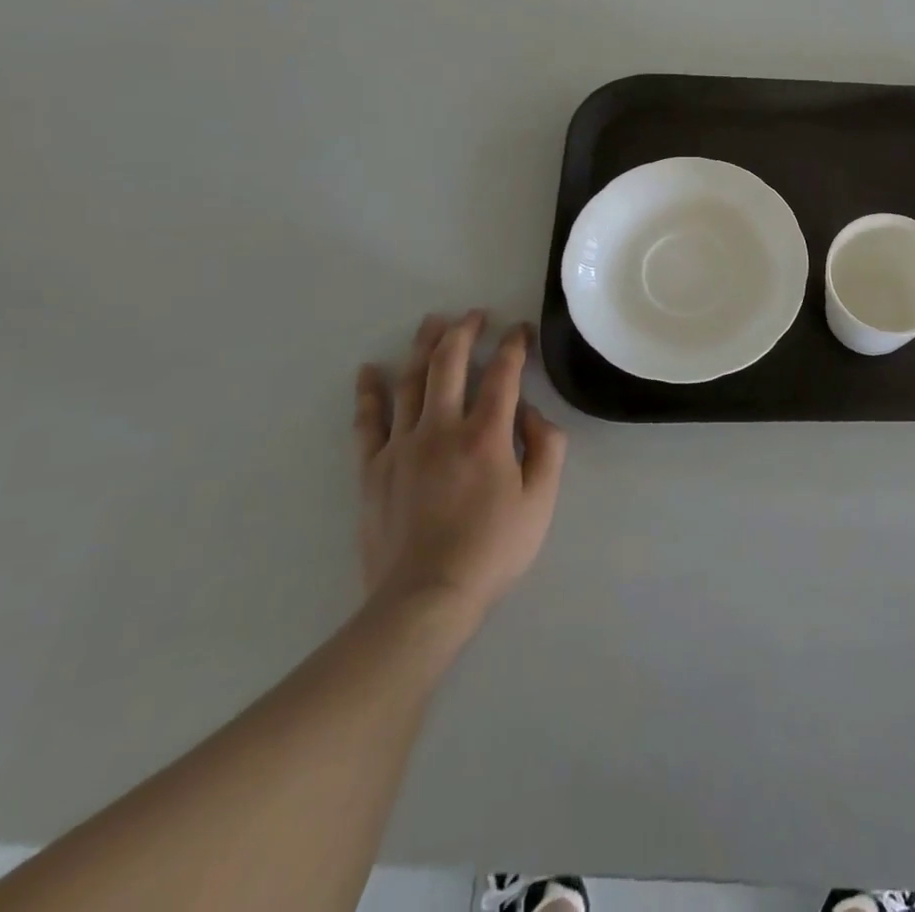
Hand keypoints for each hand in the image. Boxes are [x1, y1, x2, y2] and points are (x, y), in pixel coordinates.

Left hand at [353, 313, 566, 638]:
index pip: (503, 374)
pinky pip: (368, 421)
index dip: (514, 346)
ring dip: (422, 347)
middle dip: (464, 331)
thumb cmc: (493, 549)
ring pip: (410, 382)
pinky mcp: (373, 469)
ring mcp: (401, 446)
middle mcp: (441, 429)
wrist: (424, 599)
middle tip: (474, 315)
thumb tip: (531, 414)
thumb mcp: (541, 500)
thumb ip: (546, 448)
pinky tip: (369, 370)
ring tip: (432, 323)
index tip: (520, 330)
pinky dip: (369, 392)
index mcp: (486, 435)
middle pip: (449, 364)